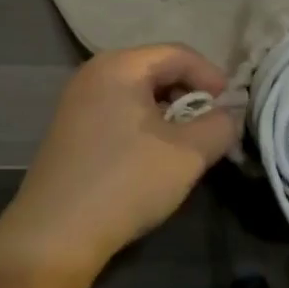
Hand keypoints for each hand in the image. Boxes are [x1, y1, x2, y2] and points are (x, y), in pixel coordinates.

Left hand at [0, 45, 240, 287]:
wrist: (55, 233)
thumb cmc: (126, 181)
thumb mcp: (187, 153)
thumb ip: (219, 126)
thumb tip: (229, 114)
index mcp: (119, 65)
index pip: (178, 54)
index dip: (212, 77)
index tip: (233, 109)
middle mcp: (93, 73)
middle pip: (156, 70)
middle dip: (191, 96)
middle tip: (213, 128)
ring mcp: (76, 102)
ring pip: (138, 95)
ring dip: (169, 115)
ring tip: (188, 146)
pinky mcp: (70, 130)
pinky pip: (118, 113)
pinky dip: (145, 127)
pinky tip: (154, 159)